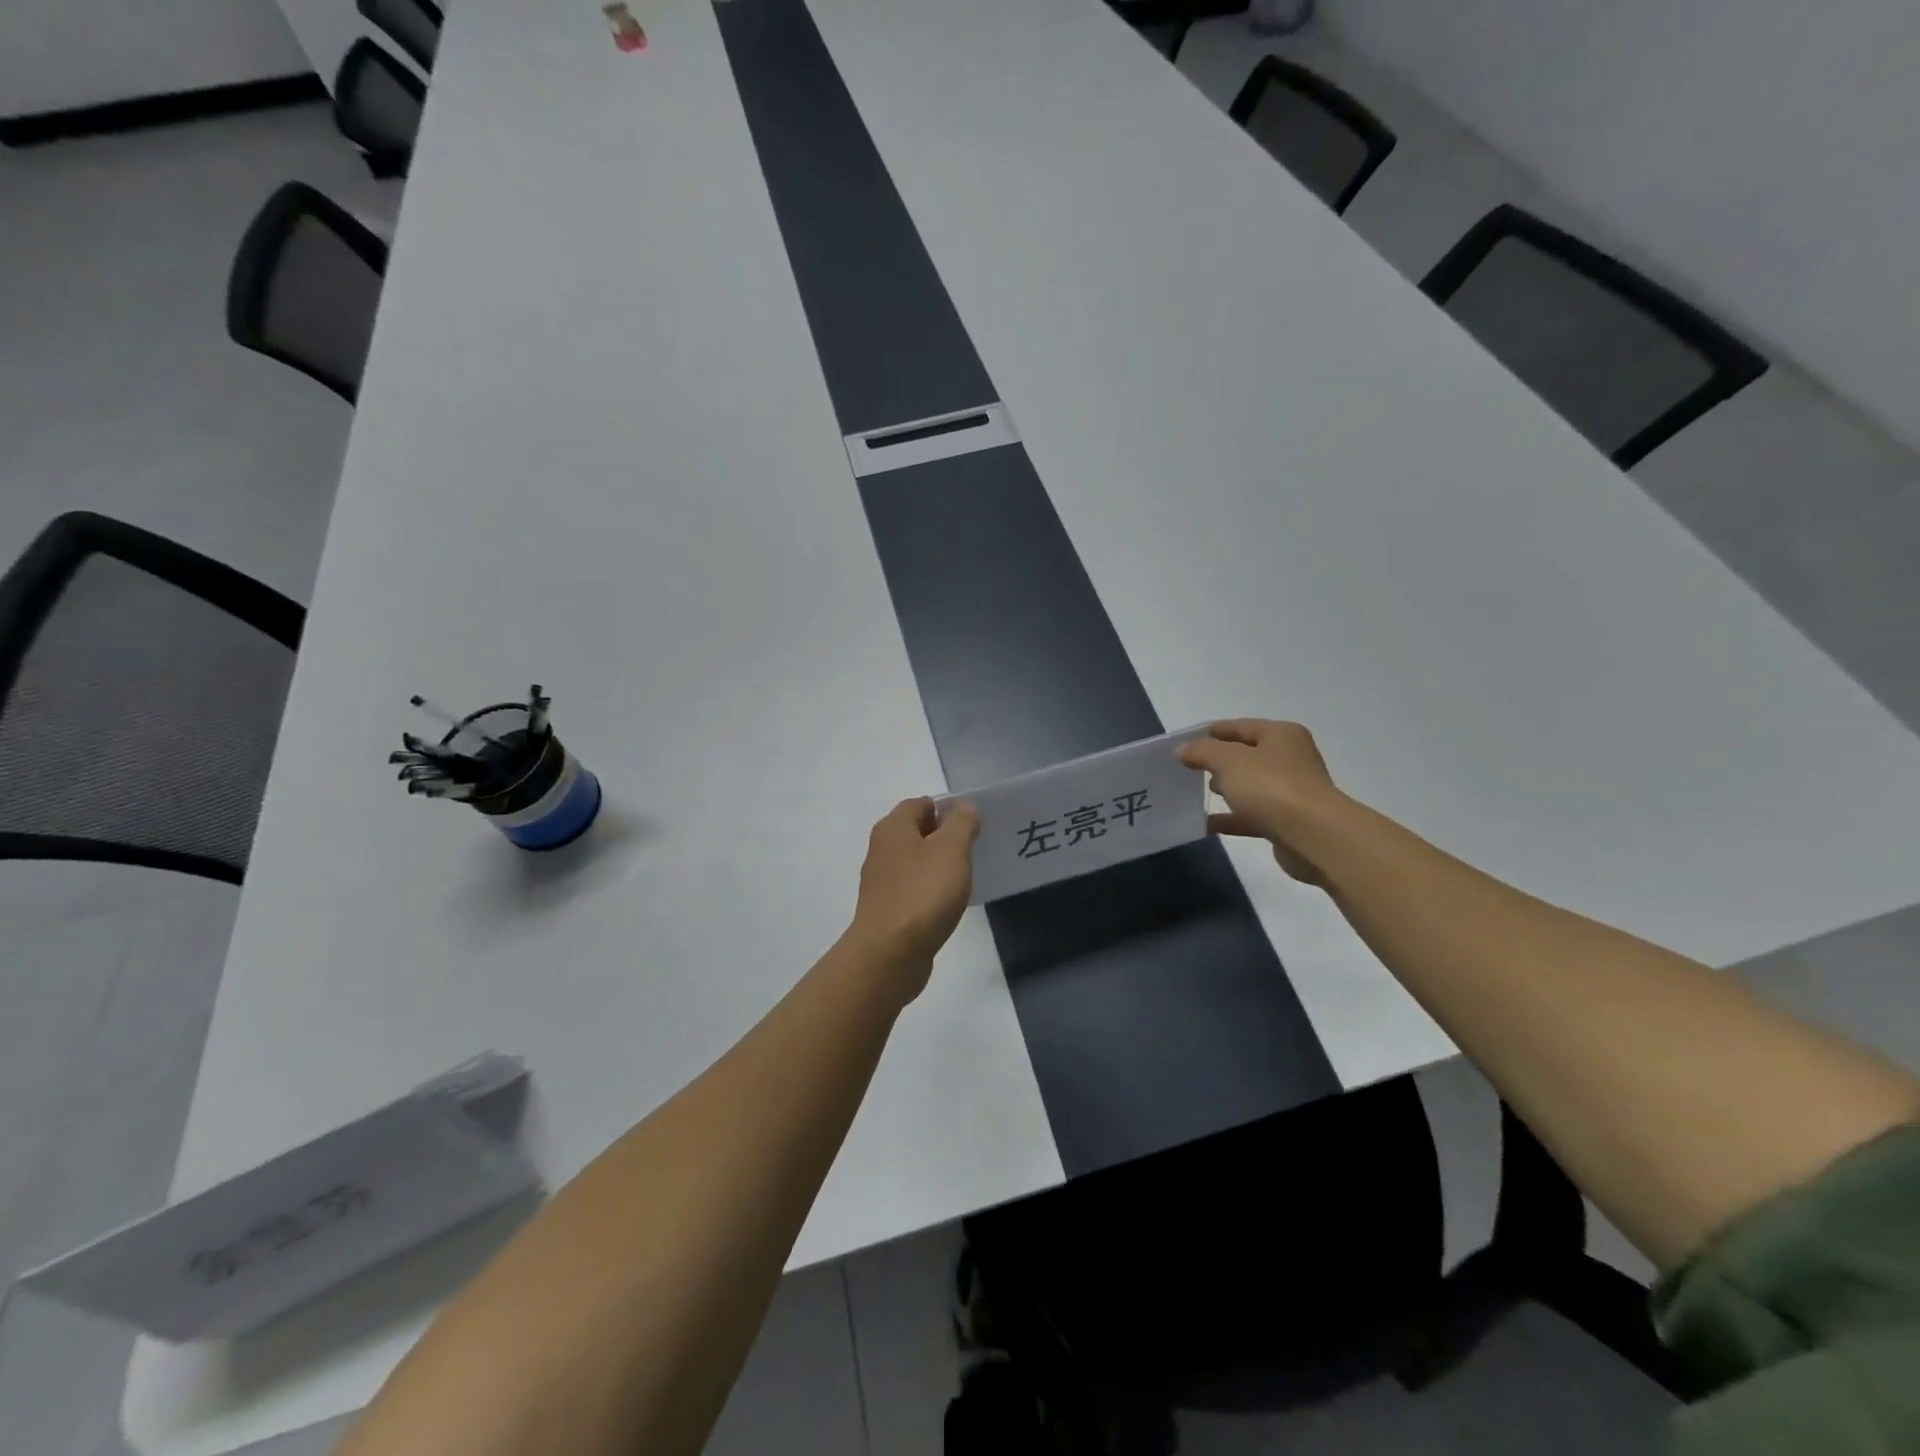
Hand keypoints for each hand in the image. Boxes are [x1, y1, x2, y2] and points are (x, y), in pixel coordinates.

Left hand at [846, 797, 979, 999]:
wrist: (889, 954)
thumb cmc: (922, 894)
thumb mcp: (951, 850)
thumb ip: (961, 823)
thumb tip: (963, 806)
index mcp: (893, 828)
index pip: (921, 803)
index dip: (947, 809)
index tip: (973, 826)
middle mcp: (882, 849)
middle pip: (917, 832)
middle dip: (945, 837)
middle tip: (974, 850)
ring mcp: (882, 881)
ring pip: (916, 862)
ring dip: (939, 865)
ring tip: (965, 877)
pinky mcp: (887, 909)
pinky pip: (913, 889)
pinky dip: (930, 891)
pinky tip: (948, 904)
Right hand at [1177, 720, 1346, 884]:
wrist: (1313, 837)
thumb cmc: (1271, 787)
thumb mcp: (1229, 761)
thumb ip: (1202, 751)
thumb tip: (1182, 749)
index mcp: (1280, 735)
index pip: (1237, 726)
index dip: (1208, 733)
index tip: (1180, 745)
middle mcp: (1289, 758)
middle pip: (1244, 755)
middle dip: (1216, 761)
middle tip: (1188, 770)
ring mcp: (1290, 791)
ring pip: (1249, 785)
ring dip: (1225, 789)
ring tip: (1195, 794)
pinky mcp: (1286, 820)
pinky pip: (1251, 815)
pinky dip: (1230, 818)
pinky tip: (1206, 824)